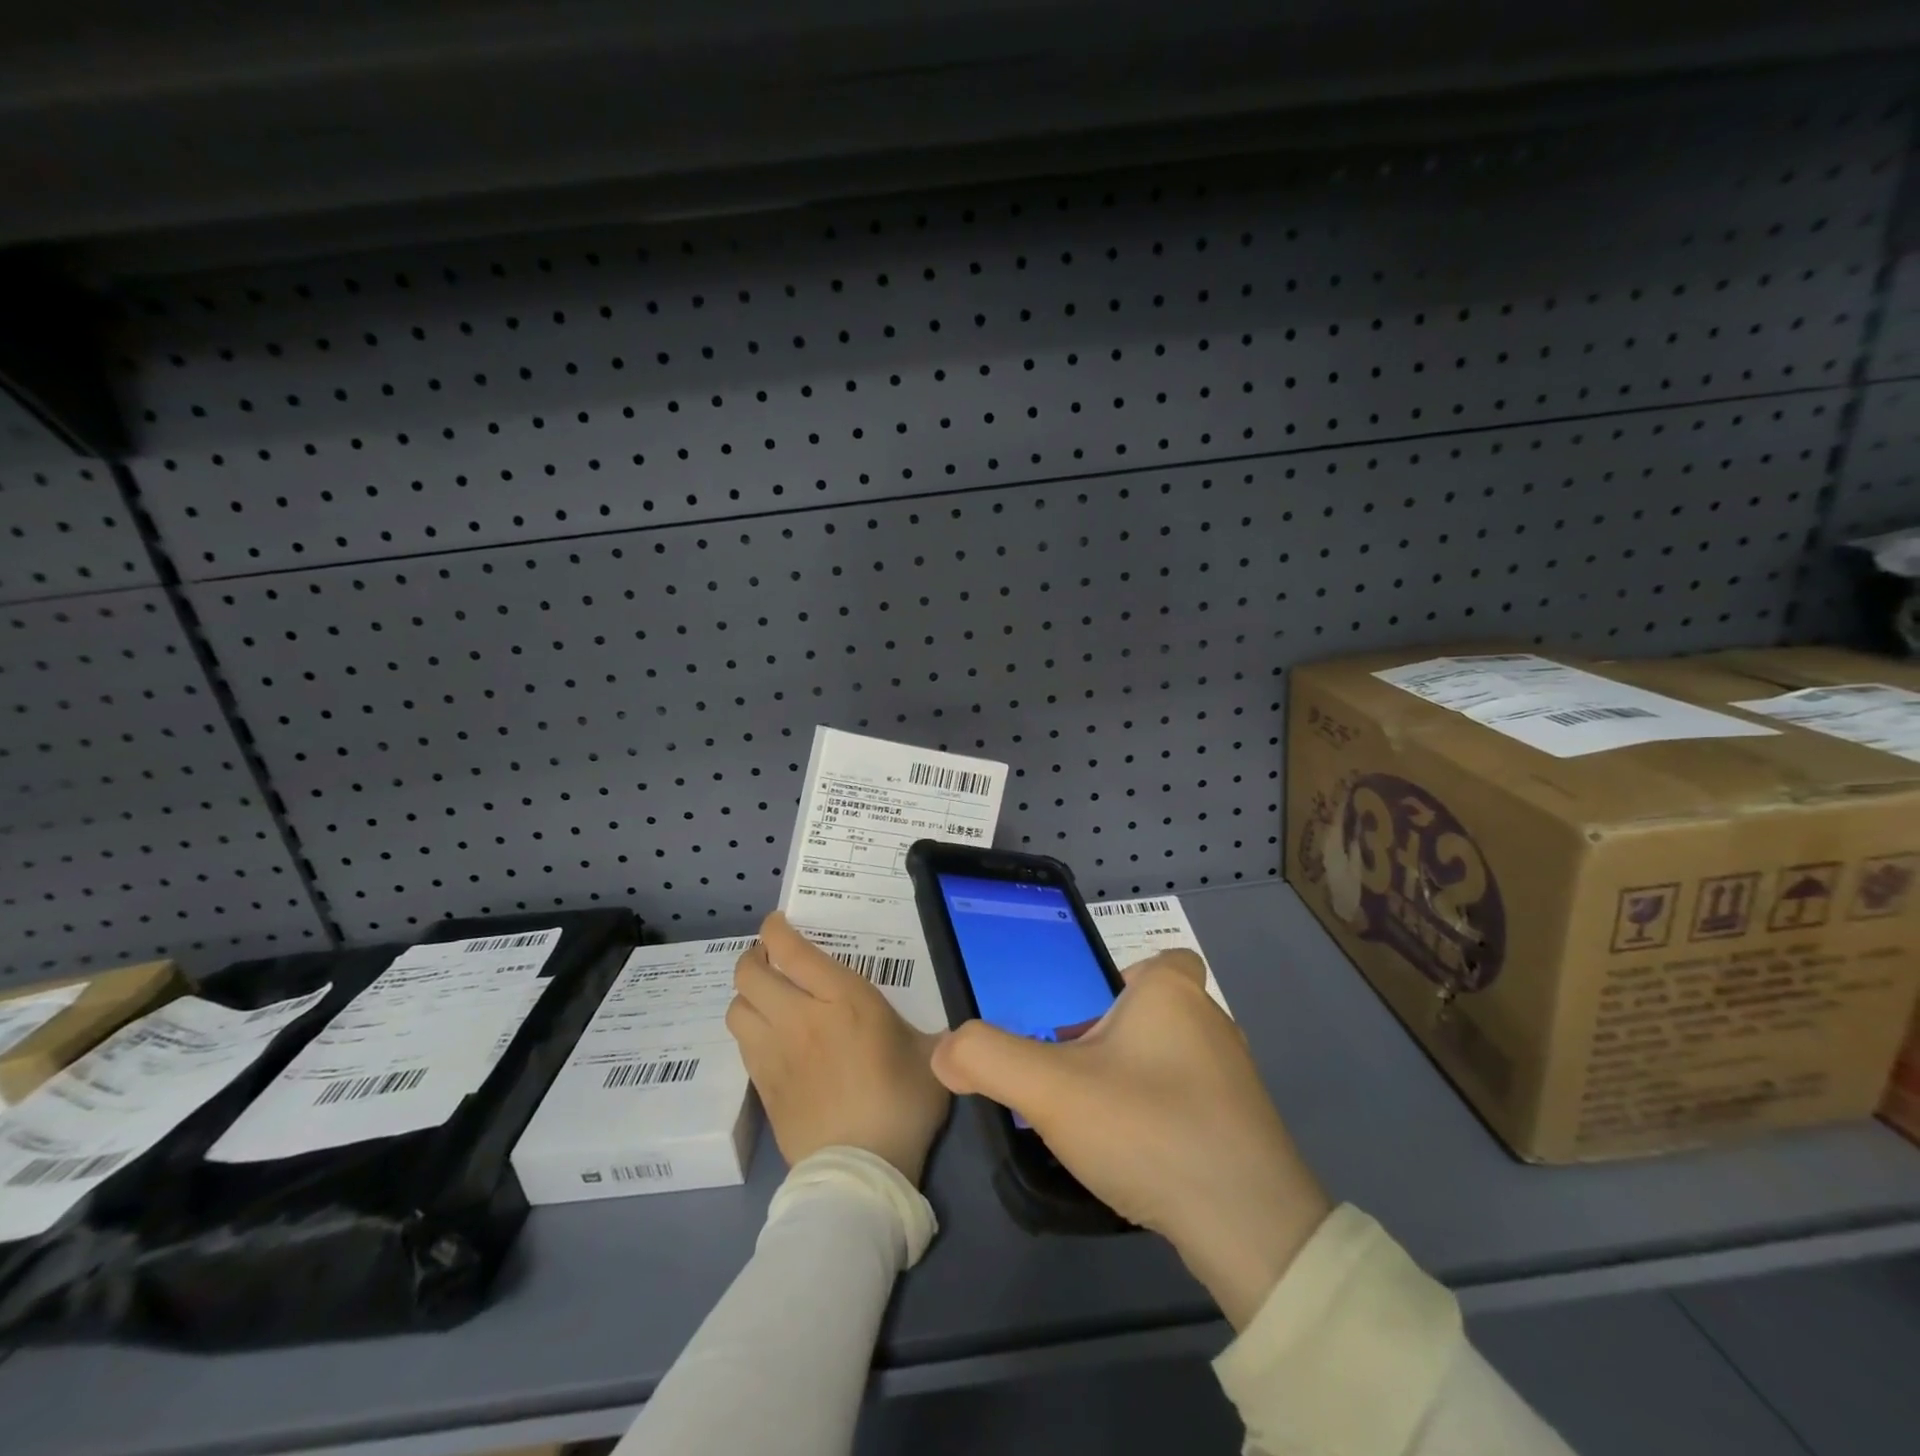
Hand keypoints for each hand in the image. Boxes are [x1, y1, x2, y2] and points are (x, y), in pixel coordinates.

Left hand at [727, 912, 950, 1183]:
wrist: (861, 1172)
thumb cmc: (901, 1104)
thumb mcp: (931, 1057)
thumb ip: (934, 1035)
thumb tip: (954, 1038)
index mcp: (842, 1000)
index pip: (791, 951)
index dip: (775, 930)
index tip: (778, 924)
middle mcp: (799, 1018)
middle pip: (750, 974)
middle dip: (754, 958)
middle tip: (771, 959)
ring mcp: (775, 1054)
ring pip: (736, 1008)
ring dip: (746, 995)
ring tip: (766, 996)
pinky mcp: (763, 1088)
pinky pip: (743, 1045)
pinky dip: (750, 1030)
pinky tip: (770, 1038)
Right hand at [931, 951, 1330, 1329]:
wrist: (1251, 1228)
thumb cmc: (1148, 1128)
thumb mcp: (1050, 1089)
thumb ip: (988, 1058)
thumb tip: (945, 1050)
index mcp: (1172, 992)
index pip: (1159, 961)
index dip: (1122, 983)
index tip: (1085, 1022)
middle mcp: (1212, 1022)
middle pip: (1153, 1013)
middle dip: (1112, 1039)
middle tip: (1073, 1078)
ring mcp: (1235, 1078)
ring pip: (1170, 1059)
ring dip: (1134, 1081)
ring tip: (1099, 1123)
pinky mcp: (1246, 1128)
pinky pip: (1191, 1103)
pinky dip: (1161, 1118)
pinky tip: (1139, 1157)